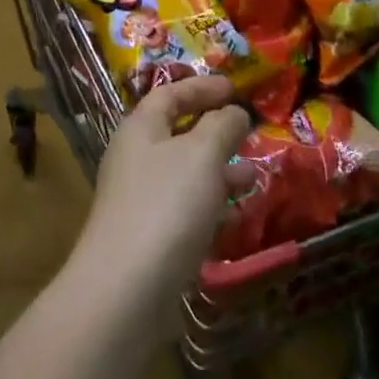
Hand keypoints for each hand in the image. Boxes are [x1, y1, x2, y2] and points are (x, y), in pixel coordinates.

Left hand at [67, 77, 250, 333]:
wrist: (125, 291)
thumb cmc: (166, 205)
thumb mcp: (201, 154)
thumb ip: (221, 126)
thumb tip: (234, 112)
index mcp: (140, 129)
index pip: (170, 94)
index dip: (202, 87)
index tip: (234, 88)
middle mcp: (135, 159)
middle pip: (176, 133)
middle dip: (214, 131)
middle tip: (248, 133)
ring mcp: (139, 201)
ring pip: (184, 174)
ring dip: (218, 171)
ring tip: (253, 177)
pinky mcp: (148, 239)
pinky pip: (184, 210)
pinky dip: (211, 206)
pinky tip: (236, 216)